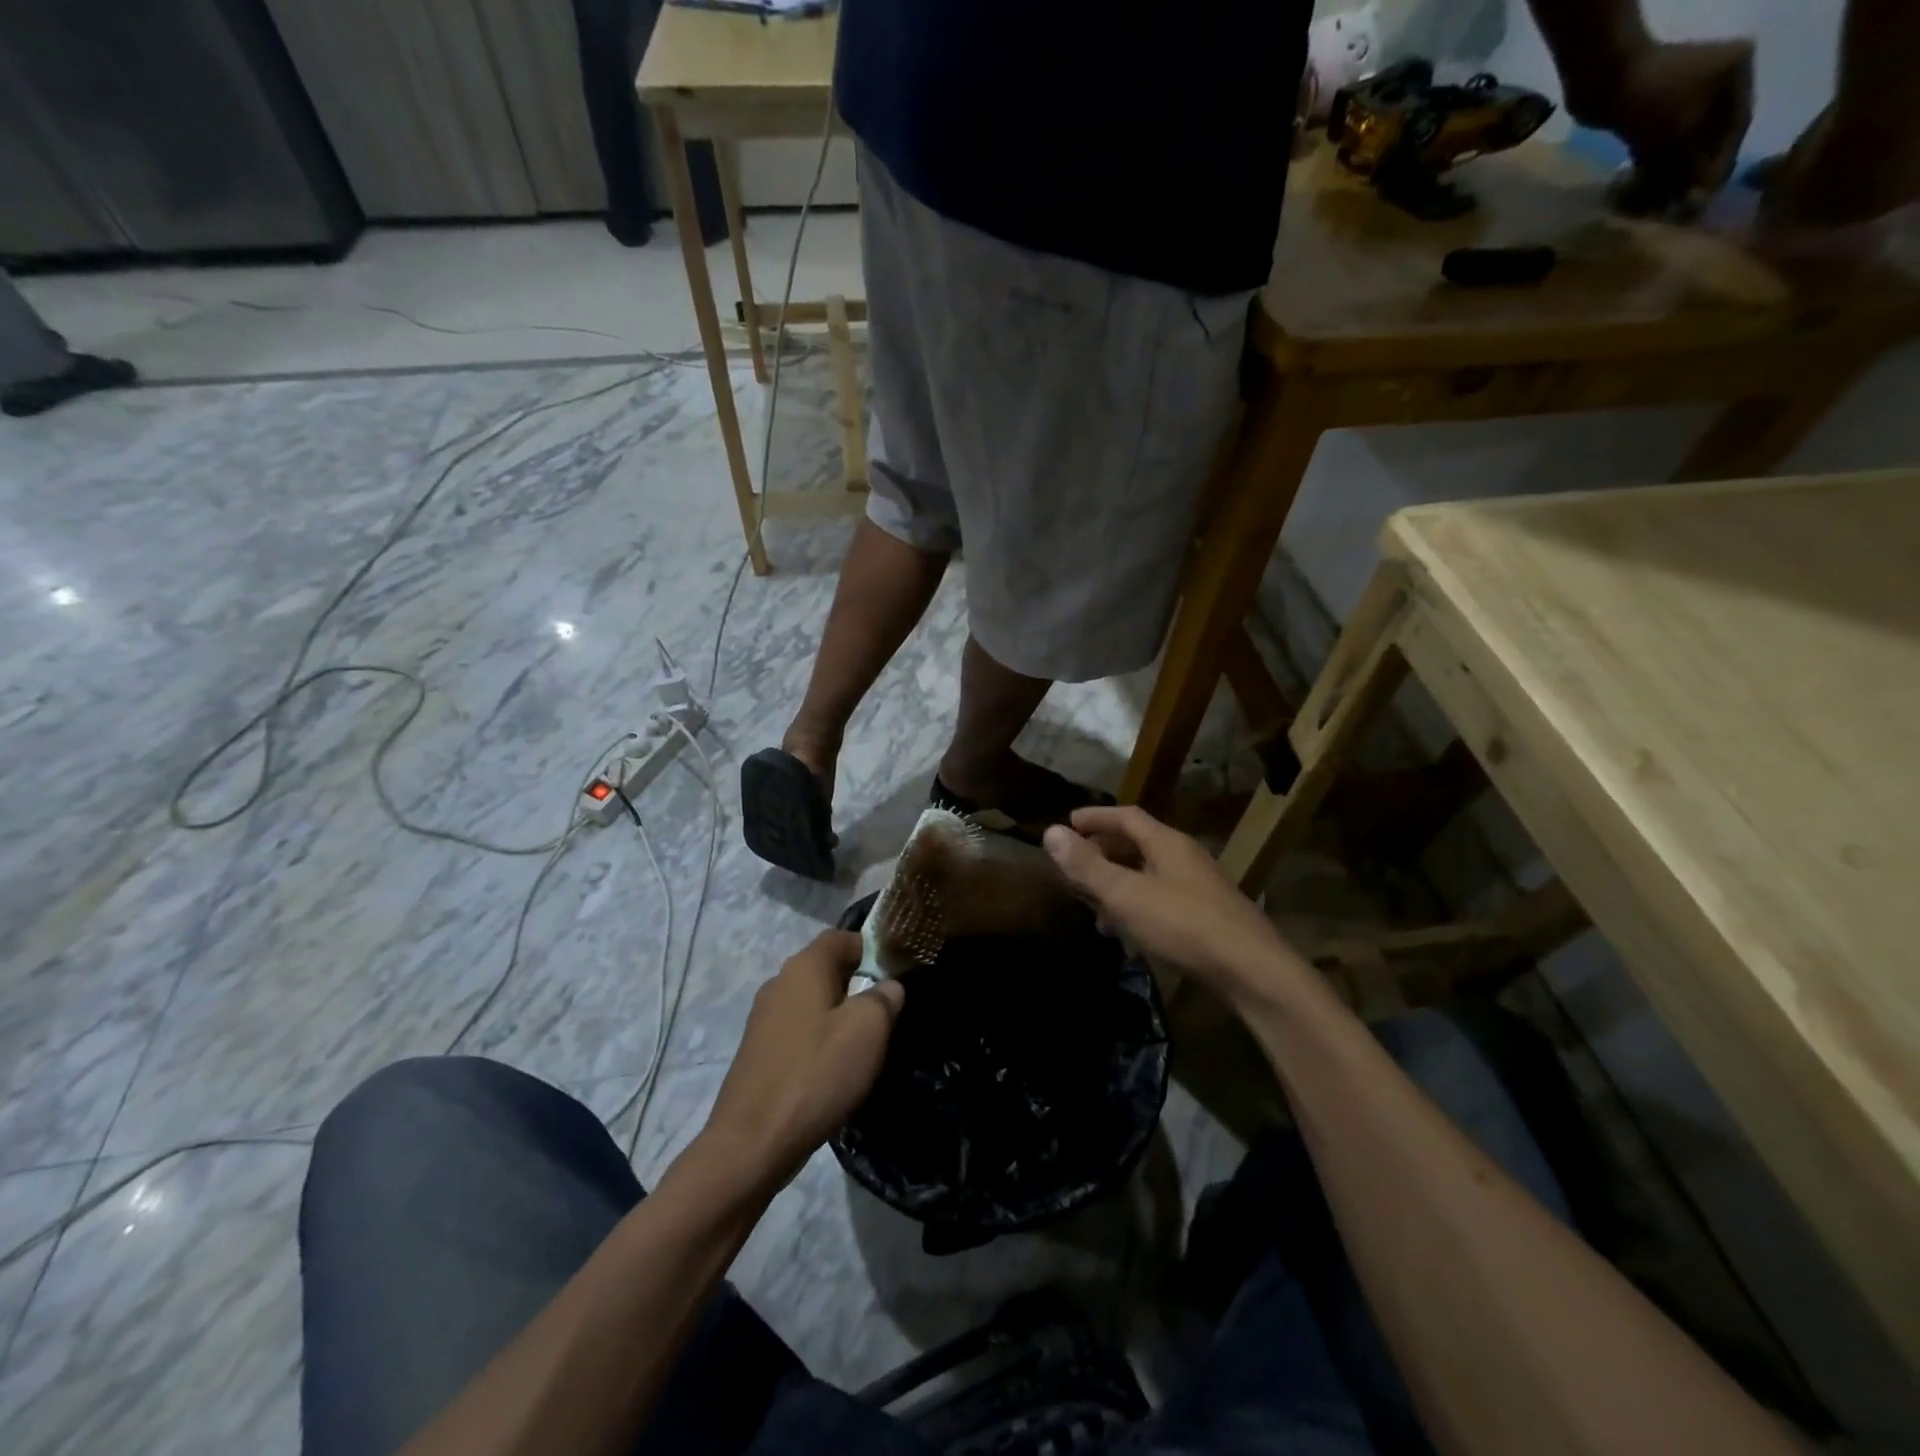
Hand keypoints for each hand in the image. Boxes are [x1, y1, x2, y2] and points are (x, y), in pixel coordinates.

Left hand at [701, 931, 903, 1192]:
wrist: (752, 1143)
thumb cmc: (816, 1074)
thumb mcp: (867, 1031)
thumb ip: (884, 999)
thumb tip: (889, 986)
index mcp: (804, 967)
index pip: (841, 937)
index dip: (871, 947)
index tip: (896, 971)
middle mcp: (779, 983)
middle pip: (826, 969)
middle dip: (858, 984)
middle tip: (886, 1011)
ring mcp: (764, 1018)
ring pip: (812, 1002)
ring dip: (839, 1015)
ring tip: (865, 1044)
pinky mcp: (758, 1052)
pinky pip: (798, 1030)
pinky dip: (819, 1040)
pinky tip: (834, 1069)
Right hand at [1043, 806, 1294, 1002]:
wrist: (1252, 971)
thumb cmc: (1183, 924)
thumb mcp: (1126, 894)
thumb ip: (1087, 866)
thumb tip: (1050, 832)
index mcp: (1166, 843)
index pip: (1126, 816)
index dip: (1095, 817)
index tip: (1068, 823)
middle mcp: (1185, 857)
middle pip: (1138, 844)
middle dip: (1104, 851)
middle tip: (1075, 864)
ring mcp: (1199, 887)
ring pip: (1149, 874)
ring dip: (1119, 883)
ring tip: (1094, 905)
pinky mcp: (1207, 916)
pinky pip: (1161, 899)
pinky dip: (1137, 906)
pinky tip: (1128, 934)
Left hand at [1601, 40, 1753, 216]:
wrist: (1603, 78)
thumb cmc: (1652, 97)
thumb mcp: (1679, 131)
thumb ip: (1692, 162)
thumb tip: (1702, 193)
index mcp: (1737, 73)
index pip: (1737, 125)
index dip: (1720, 164)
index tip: (1705, 196)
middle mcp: (1715, 82)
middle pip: (1706, 137)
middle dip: (1691, 173)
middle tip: (1679, 208)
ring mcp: (1680, 98)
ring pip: (1678, 145)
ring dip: (1668, 176)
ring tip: (1658, 208)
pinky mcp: (1648, 115)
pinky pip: (1655, 147)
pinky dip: (1649, 169)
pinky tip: (1640, 195)